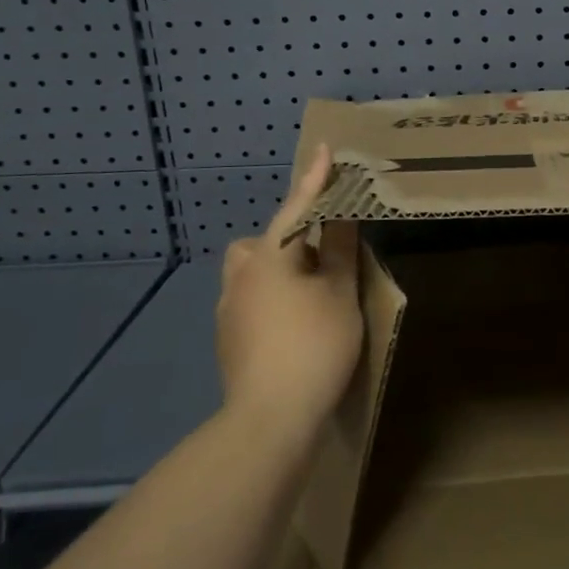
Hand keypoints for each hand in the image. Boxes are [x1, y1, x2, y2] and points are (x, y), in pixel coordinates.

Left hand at [217, 145, 362, 430]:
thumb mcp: (339, 293)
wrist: (269, 419)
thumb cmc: (313, 345)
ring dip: (278, 268)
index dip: (315, 179)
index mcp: (269, 257)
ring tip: (310, 290)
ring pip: (253, 270)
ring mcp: (228, 308)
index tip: (325, 149)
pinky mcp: (228, 336)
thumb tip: (340, 215)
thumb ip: (338, 249)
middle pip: (265, 241)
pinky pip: (251, 297)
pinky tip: (294, 322)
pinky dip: (272, 296)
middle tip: (322, 254)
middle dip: (290, 236)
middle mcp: (241, 275)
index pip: (297, 207)